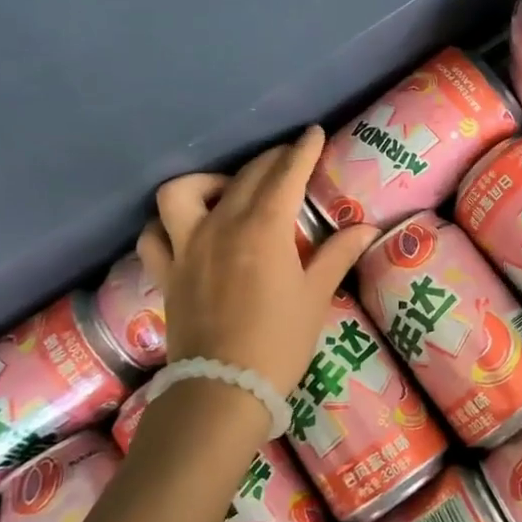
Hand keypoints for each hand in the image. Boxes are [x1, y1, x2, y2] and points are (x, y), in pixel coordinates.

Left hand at [136, 128, 378, 400]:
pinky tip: (187, 230)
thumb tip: (367, 227)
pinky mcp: (166, 273)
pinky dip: (167, 224)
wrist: (224, 388)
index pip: (285, 175)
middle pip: (245, 178)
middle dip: (271, 161)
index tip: (313, 133)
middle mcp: (221, 227)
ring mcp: (187, 248)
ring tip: (230, 193)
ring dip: (208, 183)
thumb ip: (338, 254)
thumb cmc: (280, 341)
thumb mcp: (316, 295)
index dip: (303, 151)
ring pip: (183, 193)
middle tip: (290, 161)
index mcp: (264, 230)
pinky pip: (154, 235)